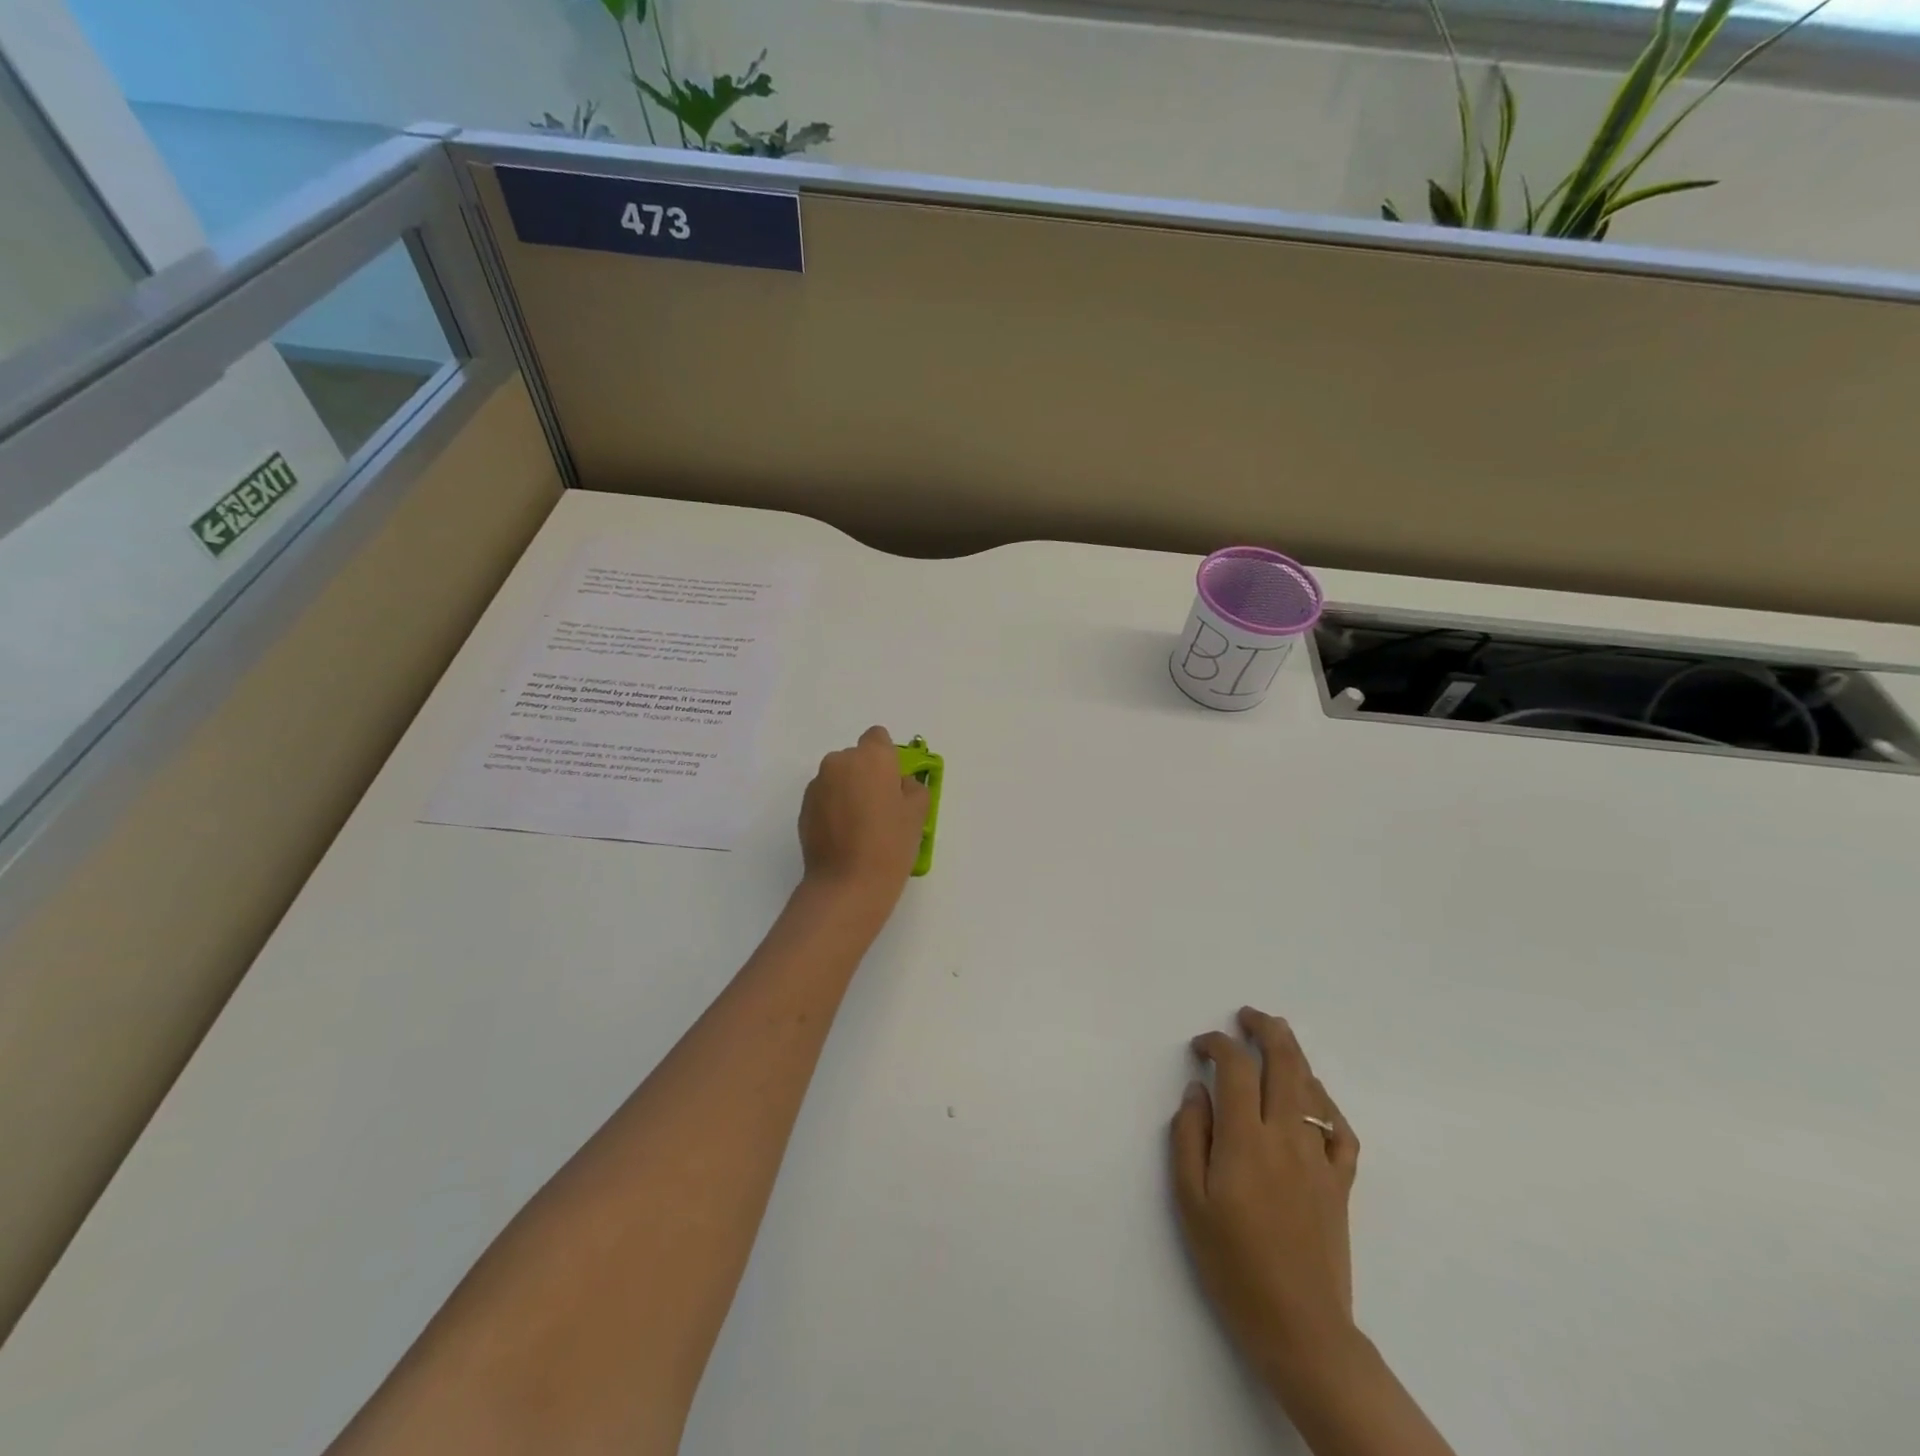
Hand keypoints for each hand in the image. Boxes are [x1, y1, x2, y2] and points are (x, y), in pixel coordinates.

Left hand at [797, 727, 929, 903]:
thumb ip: (912, 787)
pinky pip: (825, 797)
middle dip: (868, 775)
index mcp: (871, 757)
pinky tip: (844, 836)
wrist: (846, 884)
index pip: (878, 738)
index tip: (894, 784)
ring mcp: (818, 784)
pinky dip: (834, 808)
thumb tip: (898, 785)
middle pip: (857, 758)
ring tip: (860, 826)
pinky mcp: (804, 807)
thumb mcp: (918, 813)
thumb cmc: (890, 844)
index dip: (888, 758)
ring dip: (849, 791)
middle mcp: (840, 762)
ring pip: (839, 778)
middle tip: (881, 808)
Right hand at [1171, 1007, 1360, 1389]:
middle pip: (1283, 1063)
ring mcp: (1320, 1158)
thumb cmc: (1233, 1264)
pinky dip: (1325, 1101)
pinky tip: (1313, 1096)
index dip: (1217, 1045)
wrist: (1300, 1328)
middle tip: (1247, 1015)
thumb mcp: (1190, 1201)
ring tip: (1278, 1037)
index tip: (1200, 1045)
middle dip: (1265, 1029)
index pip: (1235, 1068)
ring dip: (1294, 1054)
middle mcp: (1287, 1136)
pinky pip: (1340, 1128)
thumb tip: (1196, 1092)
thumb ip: (1190, 1137)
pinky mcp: (1341, 1183)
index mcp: (1246, 1139)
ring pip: (1312, 1088)